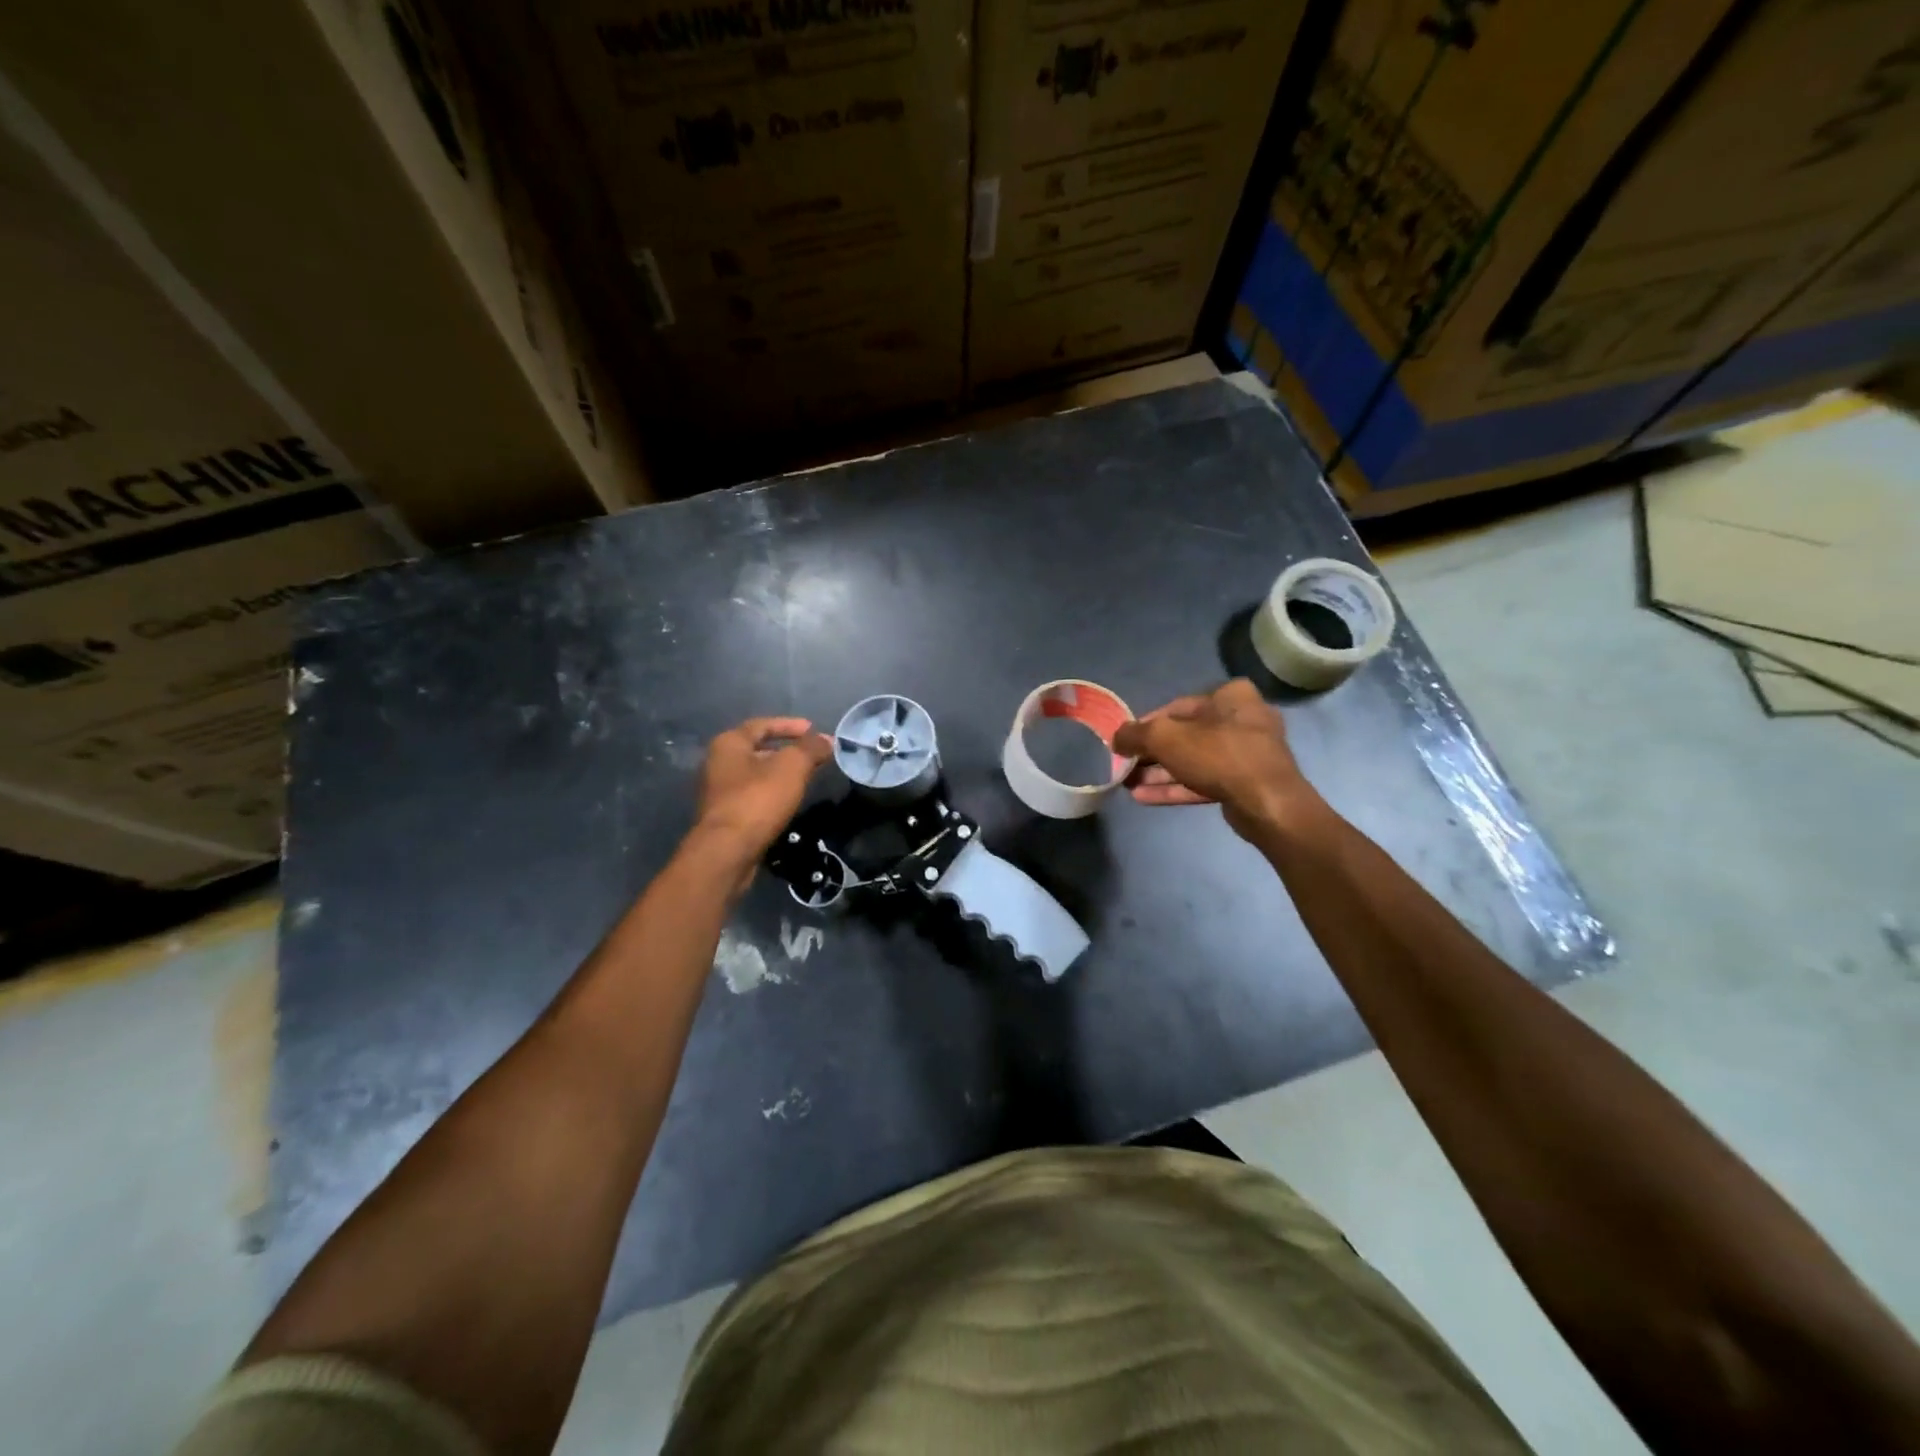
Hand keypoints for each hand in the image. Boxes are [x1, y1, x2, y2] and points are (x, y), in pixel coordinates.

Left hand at [693, 717, 832, 864]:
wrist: (727, 851)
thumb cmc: (758, 800)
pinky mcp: (724, 817)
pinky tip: (788, 802)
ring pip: (755, 775)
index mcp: (729, 744)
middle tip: (811, 755)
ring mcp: (718, 792)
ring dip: (779, 774)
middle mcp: (718, 763)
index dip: (789, 725)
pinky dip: (772, 793)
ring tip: (805, 778)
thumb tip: (827, 739)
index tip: (813, 729)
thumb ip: (811, 749)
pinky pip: (752, 796)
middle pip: (757, 749)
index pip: (762, 725)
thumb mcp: (792, 767)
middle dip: (786, 750)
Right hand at [1113, 680, 1318, 840]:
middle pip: (1184, 735)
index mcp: (1229, 696)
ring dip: (1159, 773)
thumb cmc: (1217, 755)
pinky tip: (1144, 797)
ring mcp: (1246, 753)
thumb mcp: (1164, 737)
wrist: (1267, 803)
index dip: (1144, 725)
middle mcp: (1241, 719)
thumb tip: (1115, 737)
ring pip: (1193, 760)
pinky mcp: (1245, 783)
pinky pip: (1204, 781)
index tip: (1124, 742)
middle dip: (1150, 753)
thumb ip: (1134, 734)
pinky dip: (1175, 787)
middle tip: (1124, 766)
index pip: (1175, 707)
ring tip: (1127, 784)